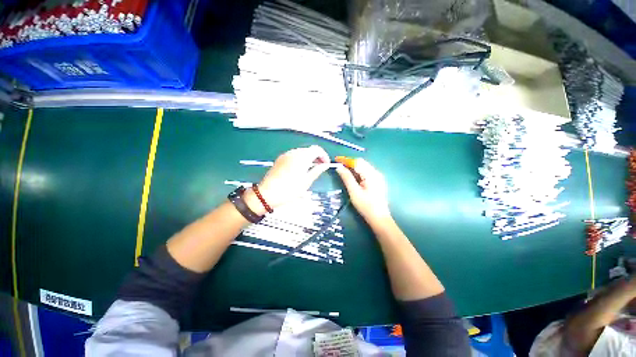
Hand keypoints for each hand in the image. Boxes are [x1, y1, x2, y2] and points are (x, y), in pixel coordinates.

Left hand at [245, 146, 330, 214]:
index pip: (317, 149)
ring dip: (308, 158)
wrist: (267, 193)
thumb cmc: (289, 189)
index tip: (326, 164)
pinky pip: (293, 155)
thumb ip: (317, 171)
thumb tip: (325, 165)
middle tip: (319, 167)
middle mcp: (293, 152)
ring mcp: (285, 155)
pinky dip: (300, 159)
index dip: (324, 155)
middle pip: (309, 150)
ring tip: (310, 169)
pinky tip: (299, 169)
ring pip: (301, 152)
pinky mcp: (280, 159)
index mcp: (302, 157)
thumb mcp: (306, 181)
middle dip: (316, 157)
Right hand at [336, 158, 390, 223]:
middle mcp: (376, 173)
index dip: (346, 160)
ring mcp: (378, 177)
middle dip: (349, 162)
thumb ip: (347, 178)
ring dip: (353, 166)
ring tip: (343, 169)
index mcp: (371, 175)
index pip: (358, 162)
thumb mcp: (354, 192)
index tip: (336, 159)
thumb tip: (339, 167)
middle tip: (338, 165)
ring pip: (364, 167)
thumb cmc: (366, 206)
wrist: (379, 218)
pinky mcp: (377, 181)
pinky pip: (366, 172)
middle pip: (361, 163)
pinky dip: (358, 171)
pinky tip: (353, 176)